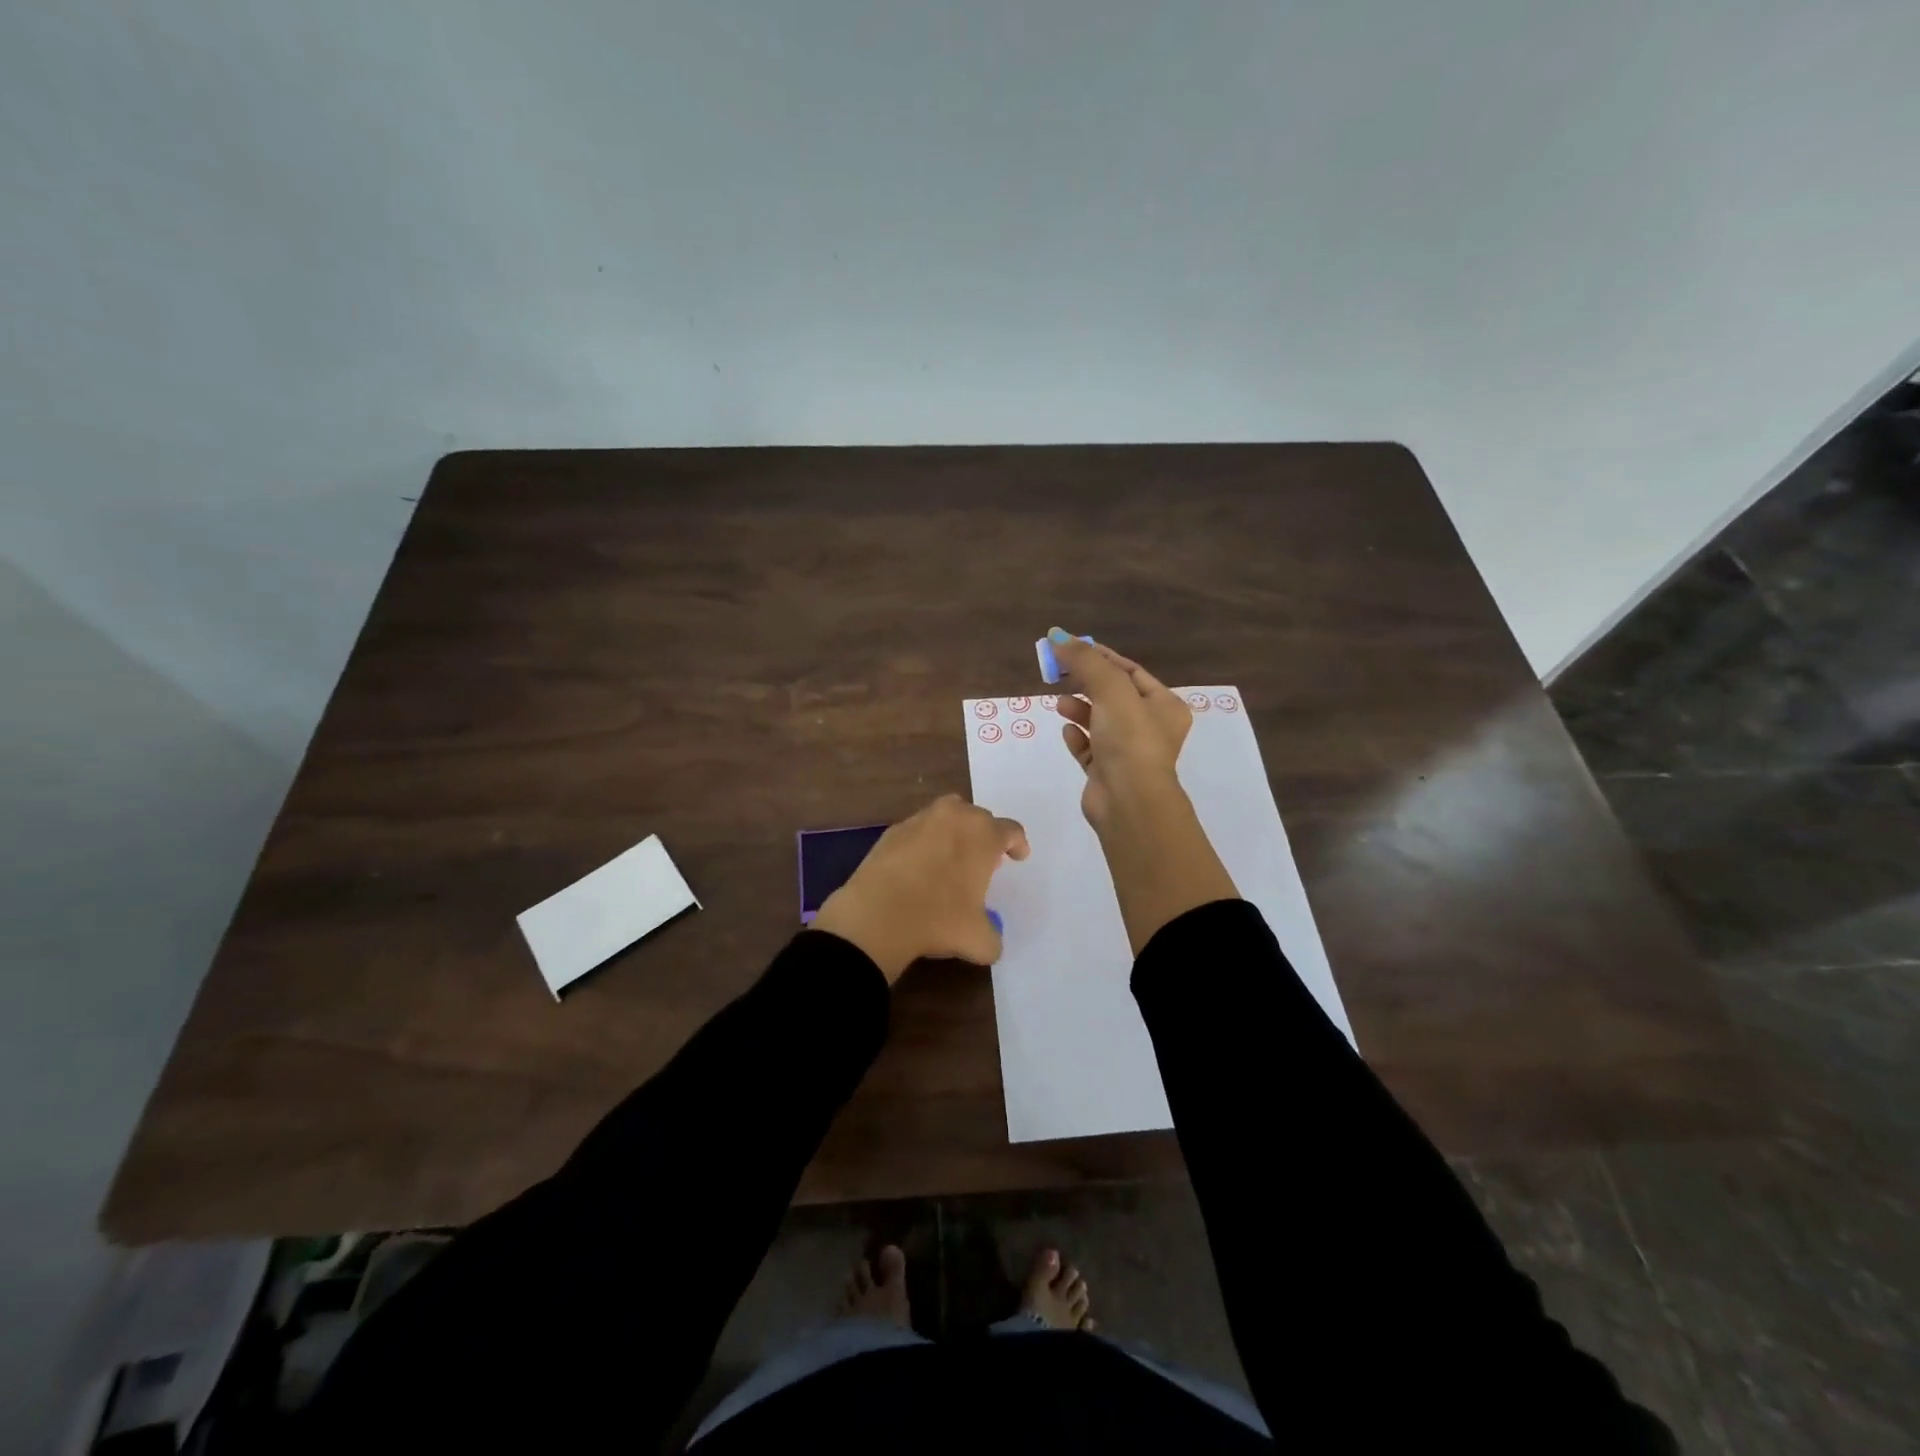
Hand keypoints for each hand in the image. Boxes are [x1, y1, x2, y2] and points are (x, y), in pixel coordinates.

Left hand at [812, 795, 1029, 982]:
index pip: (1010, 831)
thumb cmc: (938, 920)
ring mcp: (920, 820)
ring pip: (946, 817)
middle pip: (978, 817)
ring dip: (954, 833)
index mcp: (982, 835)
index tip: (1018, 856)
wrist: (876, 915)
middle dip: (984, 836)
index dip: (1017, 844)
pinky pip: (918, 830)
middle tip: (983, 862)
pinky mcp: (892, 831)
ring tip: (951, 859)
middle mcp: (954, 817)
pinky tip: (920, 867)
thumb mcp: (979, 940)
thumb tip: (990, 942)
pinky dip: (925, 843)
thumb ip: (993, 937)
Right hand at [1046, 629, 1237, 952]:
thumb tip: (1057, 635)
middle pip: (1113, 695)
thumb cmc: (1130, 740)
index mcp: (1164, 706)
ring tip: (1059, 704)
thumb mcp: (1110, 690)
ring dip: (1079, 709)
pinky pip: (1090, 748)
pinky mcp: (1107, 773)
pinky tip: (1066, 732)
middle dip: (1085, 682)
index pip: (1130, 671)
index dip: (1100, 656)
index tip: (1070, 647)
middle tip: (1058, 672)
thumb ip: (1085, 661)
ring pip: (1100, 721)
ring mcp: (1128, 752)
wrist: (1129, 802)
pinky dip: (1077, 737)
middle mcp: (1150, 728)